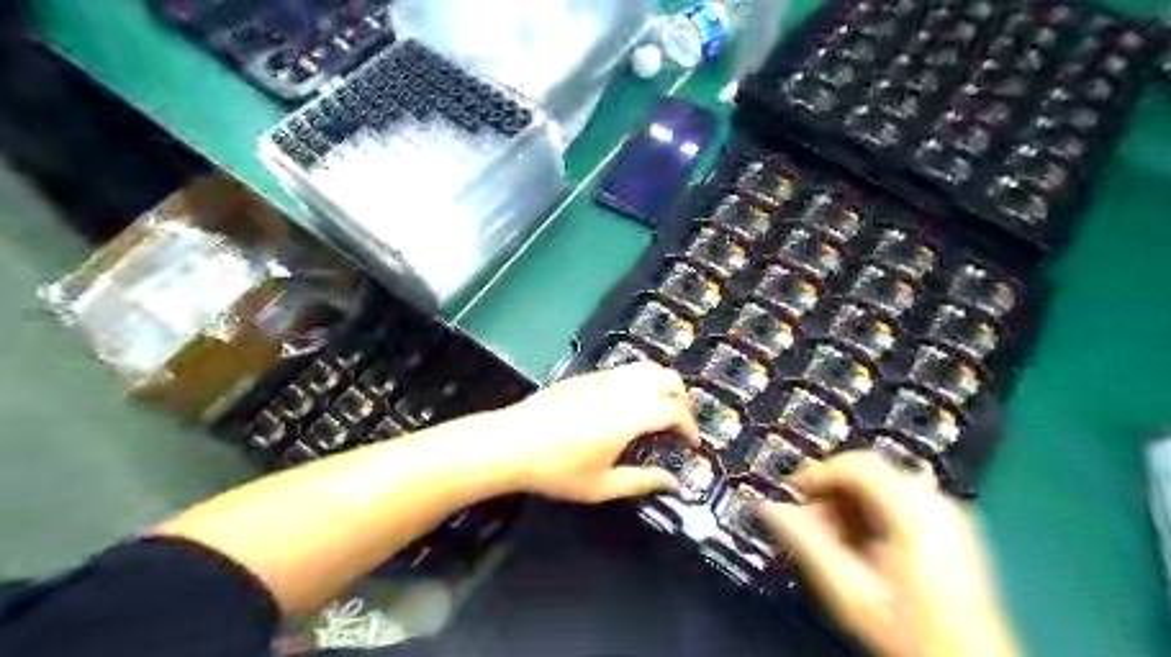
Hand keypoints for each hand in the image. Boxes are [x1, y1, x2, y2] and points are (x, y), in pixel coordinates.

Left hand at [490, 365, 697, 502]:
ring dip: (663, 386)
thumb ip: (642, 482)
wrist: (511, 442)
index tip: (692, 444)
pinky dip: (642, 381)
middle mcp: (620, 389)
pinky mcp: (587, 375)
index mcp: (628, 416)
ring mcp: (602, 377)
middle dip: (682, 400)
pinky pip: (626, 370)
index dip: (689, 426)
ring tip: (660, 412)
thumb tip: (673, 483)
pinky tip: (631, 405)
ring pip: (647, 368)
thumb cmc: (557, 469)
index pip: (673, 410)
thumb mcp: (601, 486)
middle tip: (680, 425)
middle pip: (667, 379)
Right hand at [761, 451, 1017, 655]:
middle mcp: (937, 503)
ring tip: (831, 537)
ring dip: (848, 501)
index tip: (790, 490)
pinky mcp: (951, 527)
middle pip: (870, 471)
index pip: (858, 465)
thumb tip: (769, 508)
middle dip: (831, 489)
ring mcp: (948, 514)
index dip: (818, 472)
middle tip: (807, 518)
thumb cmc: (907, 631)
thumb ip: (807, 542)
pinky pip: (900, 499)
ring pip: (883, 483)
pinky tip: (859, 544)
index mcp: (915, 513)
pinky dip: (870, 511)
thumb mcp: (848, 590)